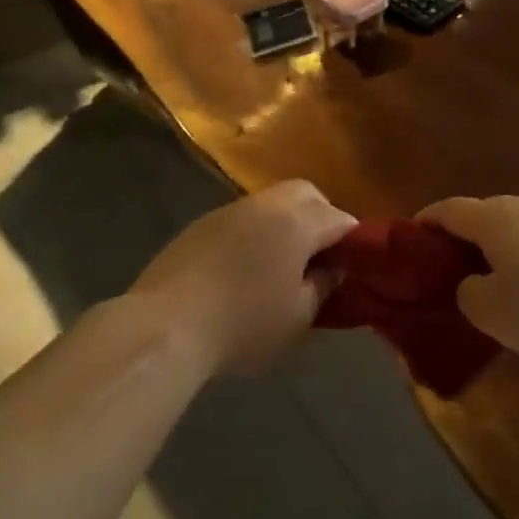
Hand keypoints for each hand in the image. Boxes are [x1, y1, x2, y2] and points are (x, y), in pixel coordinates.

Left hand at [130, 181, 355, 374]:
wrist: (166, 324)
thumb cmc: (244, 324)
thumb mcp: (298, 316)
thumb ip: (323, 286)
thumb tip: (332, 268)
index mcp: (297, 221)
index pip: (341, 219)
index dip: (352, 242)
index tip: (349, 268)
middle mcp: (266, 204)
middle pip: (306, 194)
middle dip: (320, 217)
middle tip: (318, 257)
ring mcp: (230, 209)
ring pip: (272, 202)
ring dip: (285, 224)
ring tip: (280, 264)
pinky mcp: (201, 224)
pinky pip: (242, 218)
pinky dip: (254, 233)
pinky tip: (244, 268)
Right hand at [417, 196, 518, 365]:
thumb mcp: (490, 312)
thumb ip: (468, 293)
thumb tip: (473, 283)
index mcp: (492, 218)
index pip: (448, 209)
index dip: (426, 222)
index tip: (412, 238)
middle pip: (484, 215)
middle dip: (466, 239)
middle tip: (456, 270)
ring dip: (504, 249)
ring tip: (501, 283)